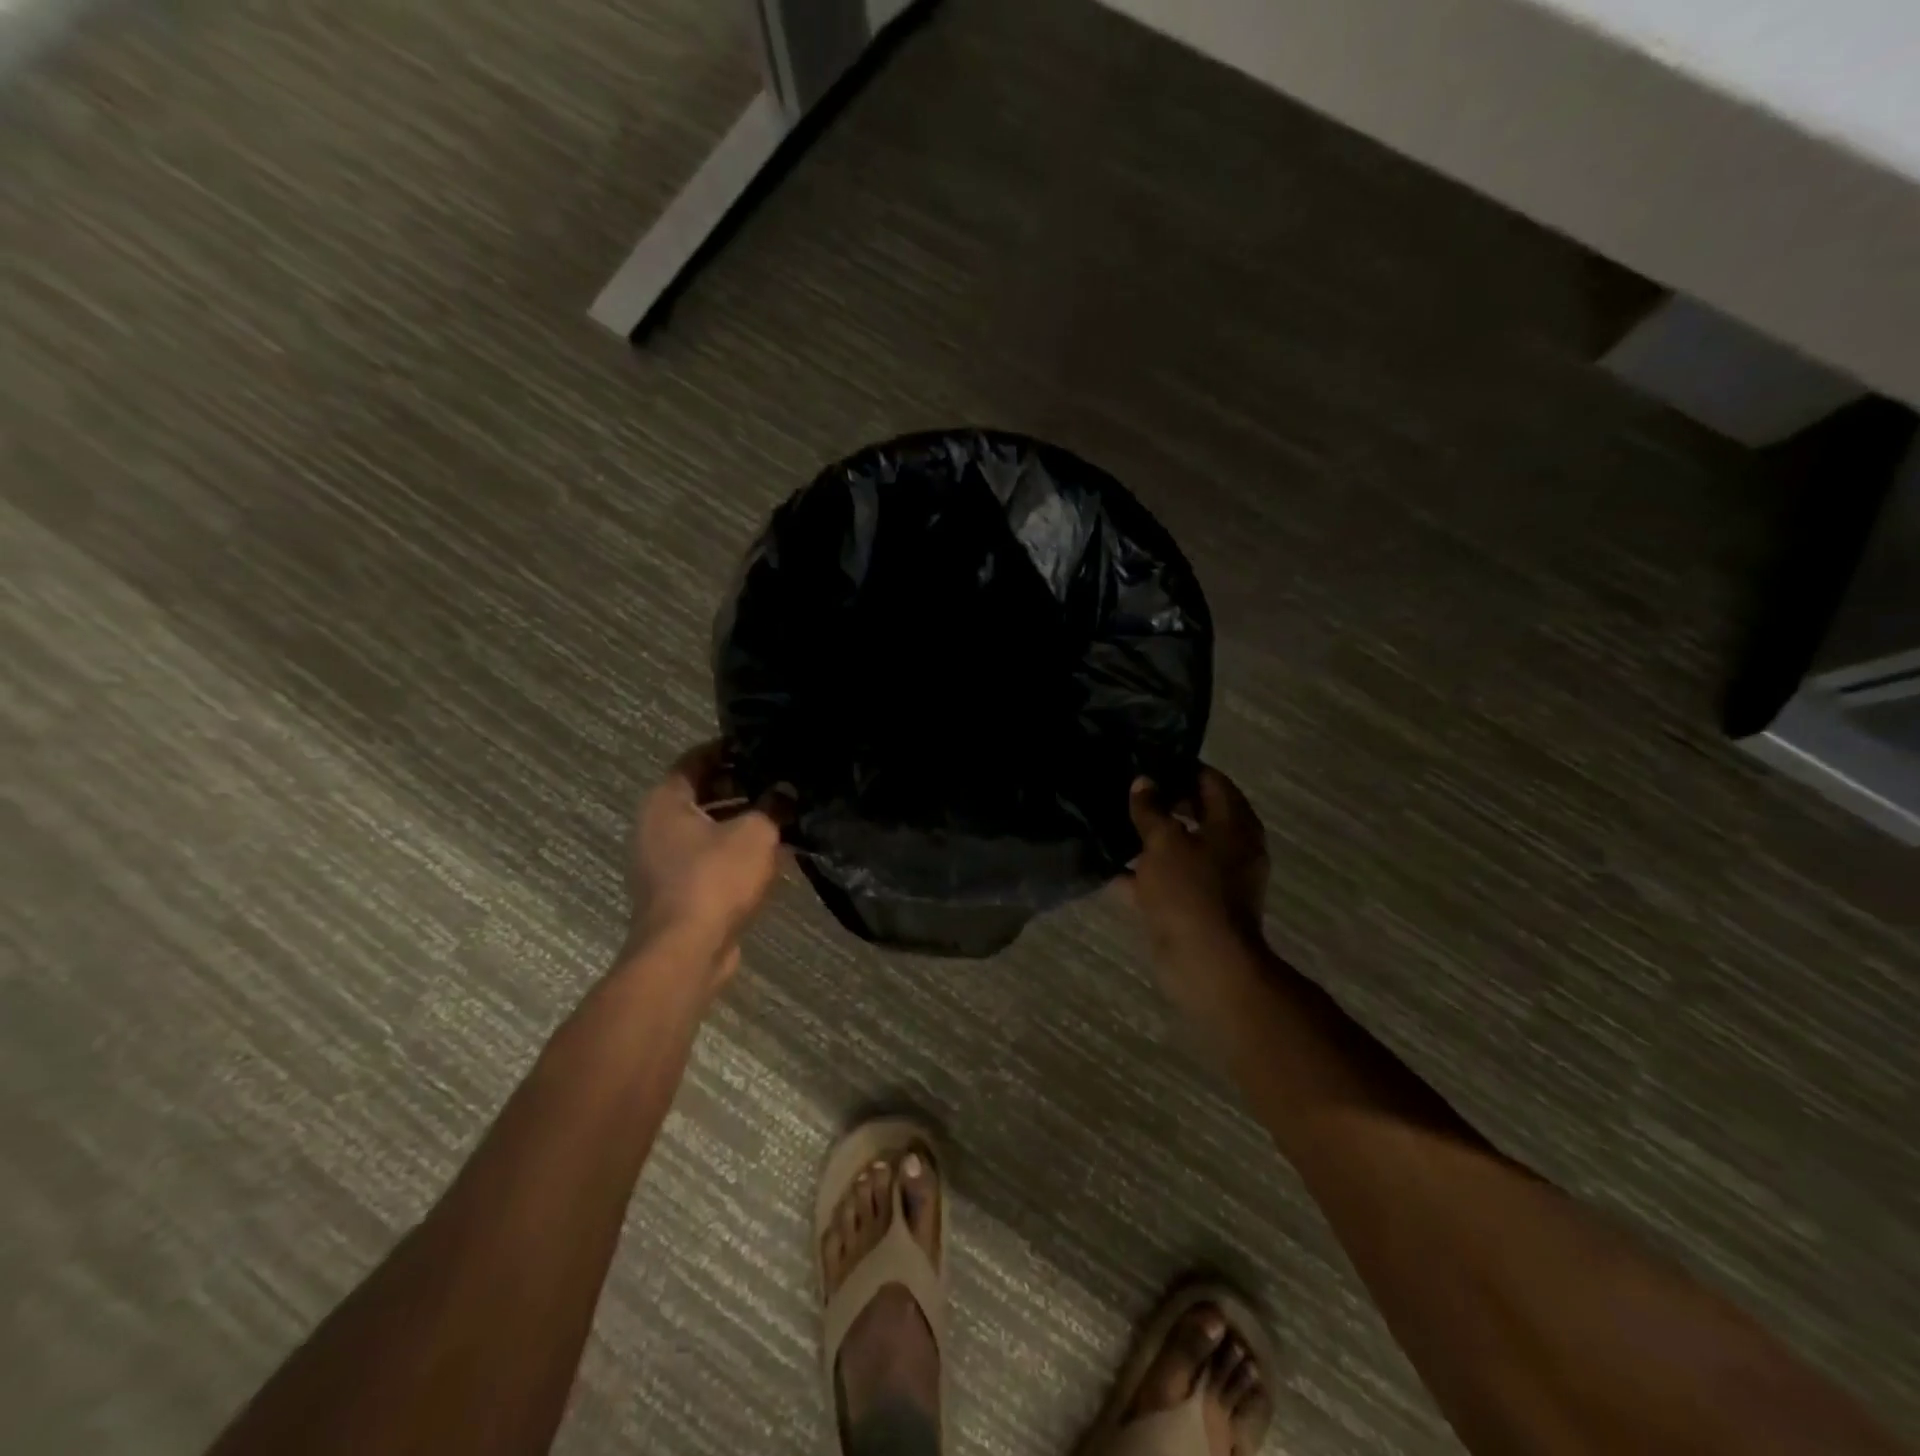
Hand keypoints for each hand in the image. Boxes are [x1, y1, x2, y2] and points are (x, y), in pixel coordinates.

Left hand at [624, 742, 788, 987]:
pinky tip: (770, 853)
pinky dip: (734, 851)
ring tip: (782, 814)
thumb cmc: (715, 879)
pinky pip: (708, 858)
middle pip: (701, 794)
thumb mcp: (755, 833)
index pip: (696, 759)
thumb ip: (773, 805)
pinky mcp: (676, 891)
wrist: (686, 952)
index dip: (728, 749)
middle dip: (740, 786)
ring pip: (706, 829)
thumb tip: (786, 790)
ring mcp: (662, 862)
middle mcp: (656, 826)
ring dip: (740, 821)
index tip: (760, 746)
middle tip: (778, 780)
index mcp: (666, 801)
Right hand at [1125, 767, 1270, 977]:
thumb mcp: (1164, 842)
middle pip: (1194, 813)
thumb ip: (1150, 810)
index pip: (1210, 781)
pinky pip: (1166, 879)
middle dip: (1161, 802)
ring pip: (1177, 847)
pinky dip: (1141, 873)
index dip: (1179, 768)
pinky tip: (1106, 865)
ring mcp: (1212, 879)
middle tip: (1124, 790)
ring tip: (1110, 820)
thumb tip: (1143, 782)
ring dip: (1148, 838)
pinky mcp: (1193, 905)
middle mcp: (1229, 847)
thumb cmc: (1190, 891)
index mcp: (1234, 824)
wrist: (1206, 964)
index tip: (1146, 760)